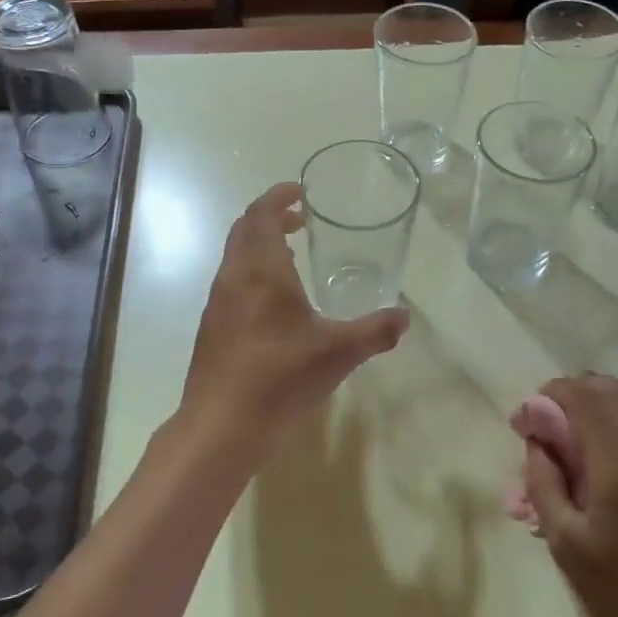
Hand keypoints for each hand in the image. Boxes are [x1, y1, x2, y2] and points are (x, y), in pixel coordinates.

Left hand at [179, 182, 408, 452]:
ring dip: (260, 245)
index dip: (279, 196)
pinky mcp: (212, 327)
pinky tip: (275, 303)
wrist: (222, 424)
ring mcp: (218, 302)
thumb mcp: (339, 352)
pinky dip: (252, 272)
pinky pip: (232, 282)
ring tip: (292, 255)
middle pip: (245, 229)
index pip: (263, 214)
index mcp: (262, 270)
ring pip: (235, 256)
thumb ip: (376, 331)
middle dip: (271, 216)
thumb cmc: (281, 376)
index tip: (300, 192)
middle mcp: (234, 277)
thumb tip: (405, 316)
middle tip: (301, 219)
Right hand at [521, 374, 617, 616]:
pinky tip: (604, 441)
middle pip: (610, 391)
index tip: (525, 419)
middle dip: (570, 393)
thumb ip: (545, 482)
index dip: (549, 396)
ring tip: (571, 424)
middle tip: (544, 422)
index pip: (583, 399)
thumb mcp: (567, 546)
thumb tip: (536, 439)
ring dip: (599, 399)